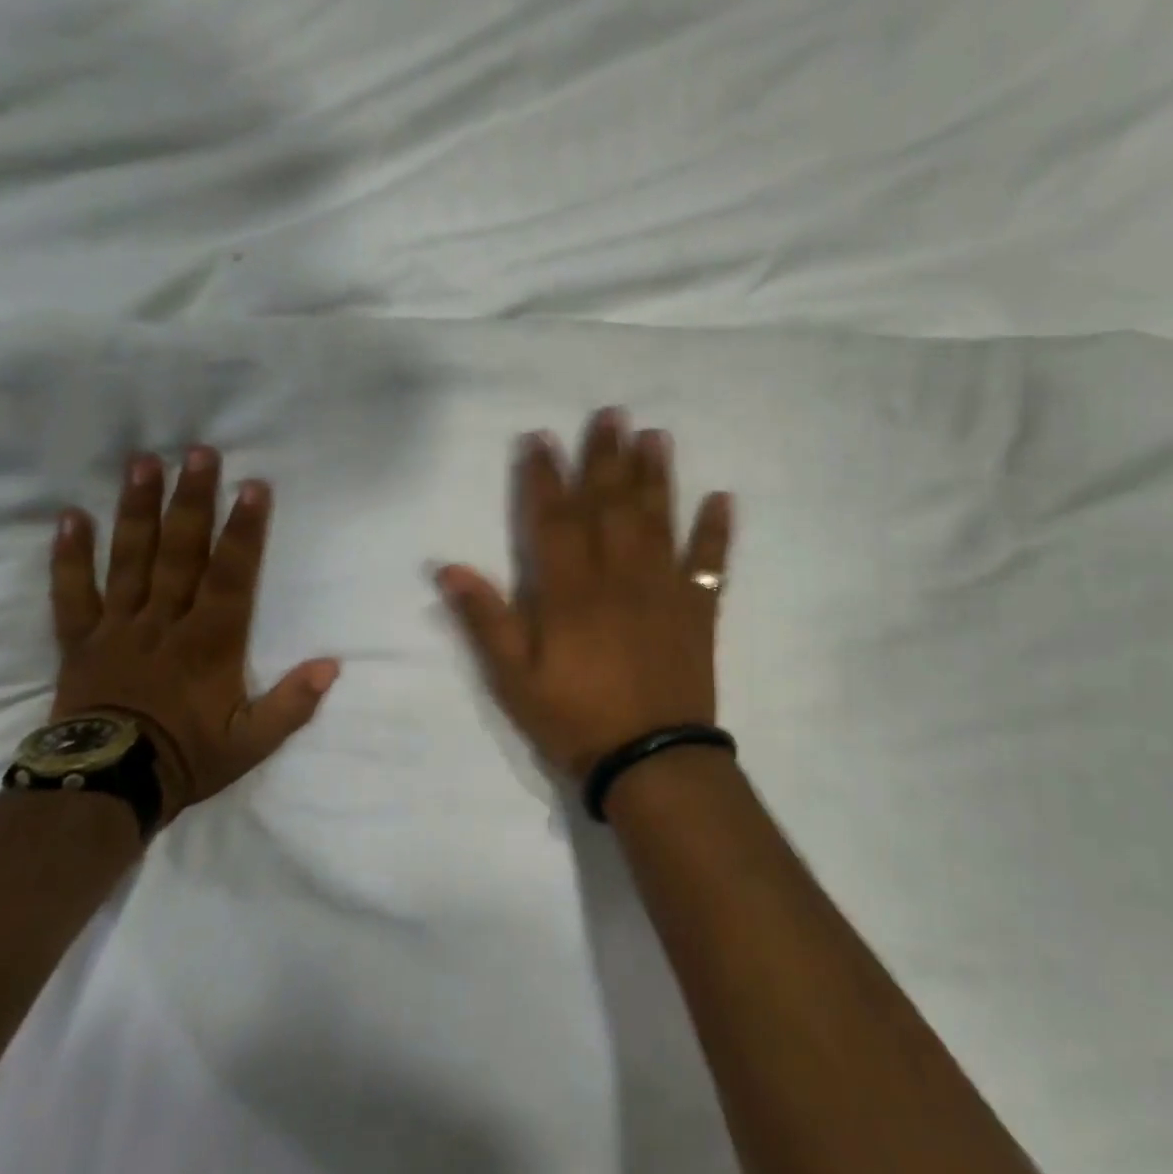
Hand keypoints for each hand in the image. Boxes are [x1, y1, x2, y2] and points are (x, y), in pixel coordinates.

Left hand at [50, 448, 338, 823]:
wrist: (104, 787)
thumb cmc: (186, 758)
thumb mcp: (252, 742)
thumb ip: (293, 704)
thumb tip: (332, 665)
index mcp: (209, 642)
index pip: (230, 575)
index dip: (243, 531)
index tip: (252, 487)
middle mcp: (164, 622)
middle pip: (180, 552)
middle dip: (192, 500)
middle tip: (197, 453)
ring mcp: (118, 627)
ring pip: (130, 559)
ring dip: (137, 510)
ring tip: (142, 463)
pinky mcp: (79, 640)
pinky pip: (71, 592)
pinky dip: (69, 555)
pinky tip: (70, 516)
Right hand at [436, 409, 733, 781]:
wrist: (651, 760)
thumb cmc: (575, 720)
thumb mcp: (514, 680)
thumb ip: (486, 621)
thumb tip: (449, 567)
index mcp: (570, 591)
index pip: (553, 519)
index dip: (544, 476)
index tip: (541, 438)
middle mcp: (618, 576)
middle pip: (610, 505)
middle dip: (606, 457)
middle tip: (611, 413)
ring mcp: (663, 589)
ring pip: (658, 520)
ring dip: (656, 476)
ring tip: (656, 436)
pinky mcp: (698, 610)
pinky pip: (710, 562)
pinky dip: (717, 530)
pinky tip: (723, 497)